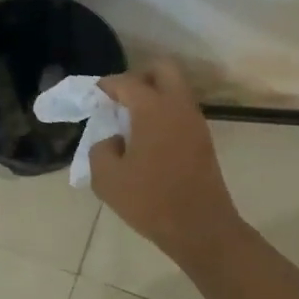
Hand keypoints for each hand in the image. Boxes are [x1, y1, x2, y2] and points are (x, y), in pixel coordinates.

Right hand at [90, 59, 242, 262]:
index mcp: (153, 109)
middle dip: (140, 77)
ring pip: (176, 91)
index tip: (95, 94)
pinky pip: (182, 112)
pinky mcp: (204, 141)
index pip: (127, 82)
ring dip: (155, 96)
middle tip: (120, 99)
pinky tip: (148, 140)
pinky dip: (165, 115)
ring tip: (131, 122)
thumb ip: (101, 149)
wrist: (200, 228)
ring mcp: (195, 123)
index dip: (108, 85)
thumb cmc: (150, 201)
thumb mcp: (107, 179)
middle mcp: (178, 106)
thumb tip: (113, 140)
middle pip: (163, 70)